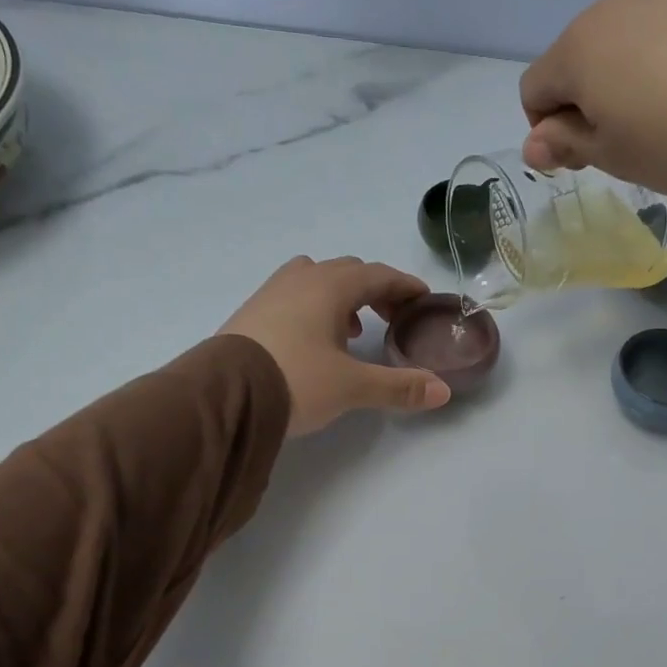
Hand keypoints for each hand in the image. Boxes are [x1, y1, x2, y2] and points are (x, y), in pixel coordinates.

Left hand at [221, 256, 450, 435]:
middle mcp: (301, 279)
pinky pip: (294, 296)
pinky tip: (315, 340)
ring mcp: (272, 292)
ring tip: (354, 329)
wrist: (224, 394)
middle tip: (393, 315)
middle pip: (348, 272)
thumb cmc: (296, 379)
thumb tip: (442, 392)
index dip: (404, 285)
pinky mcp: (252, 312)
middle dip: (375, 290)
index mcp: (330, 286)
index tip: (423, 297)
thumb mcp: (352, 386)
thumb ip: (399, 387)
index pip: (378, 275)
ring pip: (317, 280)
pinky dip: (315, 308)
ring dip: (342, 297)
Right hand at [519, 0, 666, 194]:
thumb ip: (568, 144)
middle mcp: (616, 0)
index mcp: (579, 48)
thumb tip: (534, 143)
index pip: (535, 89)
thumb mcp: (616, 157)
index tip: (583, 156)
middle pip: (584, 54)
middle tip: (633, 137)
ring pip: (634, 29)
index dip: (549, 129)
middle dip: (594, 94)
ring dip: (638, 65)